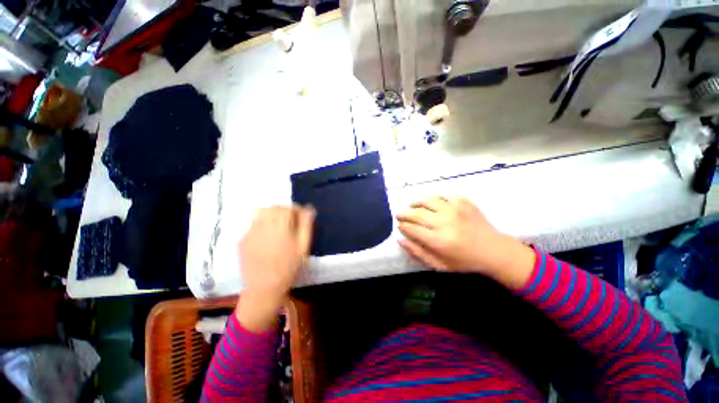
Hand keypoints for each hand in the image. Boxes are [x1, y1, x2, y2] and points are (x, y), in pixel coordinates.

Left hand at [236, 205, 314, 331]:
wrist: (264, 288)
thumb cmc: (288, 267)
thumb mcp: (303, 247)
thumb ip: (306, 226)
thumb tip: (309, 210)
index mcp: (280, 227)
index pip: (287, 208)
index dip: (296, 209)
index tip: (301, 215)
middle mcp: (263, 225)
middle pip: (273, 208)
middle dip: (284, 210)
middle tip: (291, 219)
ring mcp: (250, 232)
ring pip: (260, 213)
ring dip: (271, 215)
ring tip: (278, 225)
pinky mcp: (242, 240)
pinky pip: (253, 225)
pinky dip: (262, 225)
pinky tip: (267, 237)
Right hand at [397, 196, 534, 288]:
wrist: (494, 250)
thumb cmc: (465, 261)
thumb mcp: (439, 265)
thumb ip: (418, 253)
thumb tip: (400, 240)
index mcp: (439, 240)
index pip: (412, 229)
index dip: (402, 226)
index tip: (399, 225)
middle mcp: (445, 222)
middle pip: (417, 213)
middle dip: (404, 214)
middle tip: (399, 215)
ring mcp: (455, 209)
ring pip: (428, 200)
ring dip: (417, 203)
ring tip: (413, 206)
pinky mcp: (464, 202)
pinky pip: (443, 197)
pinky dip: (435, 201)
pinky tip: (434, 205)